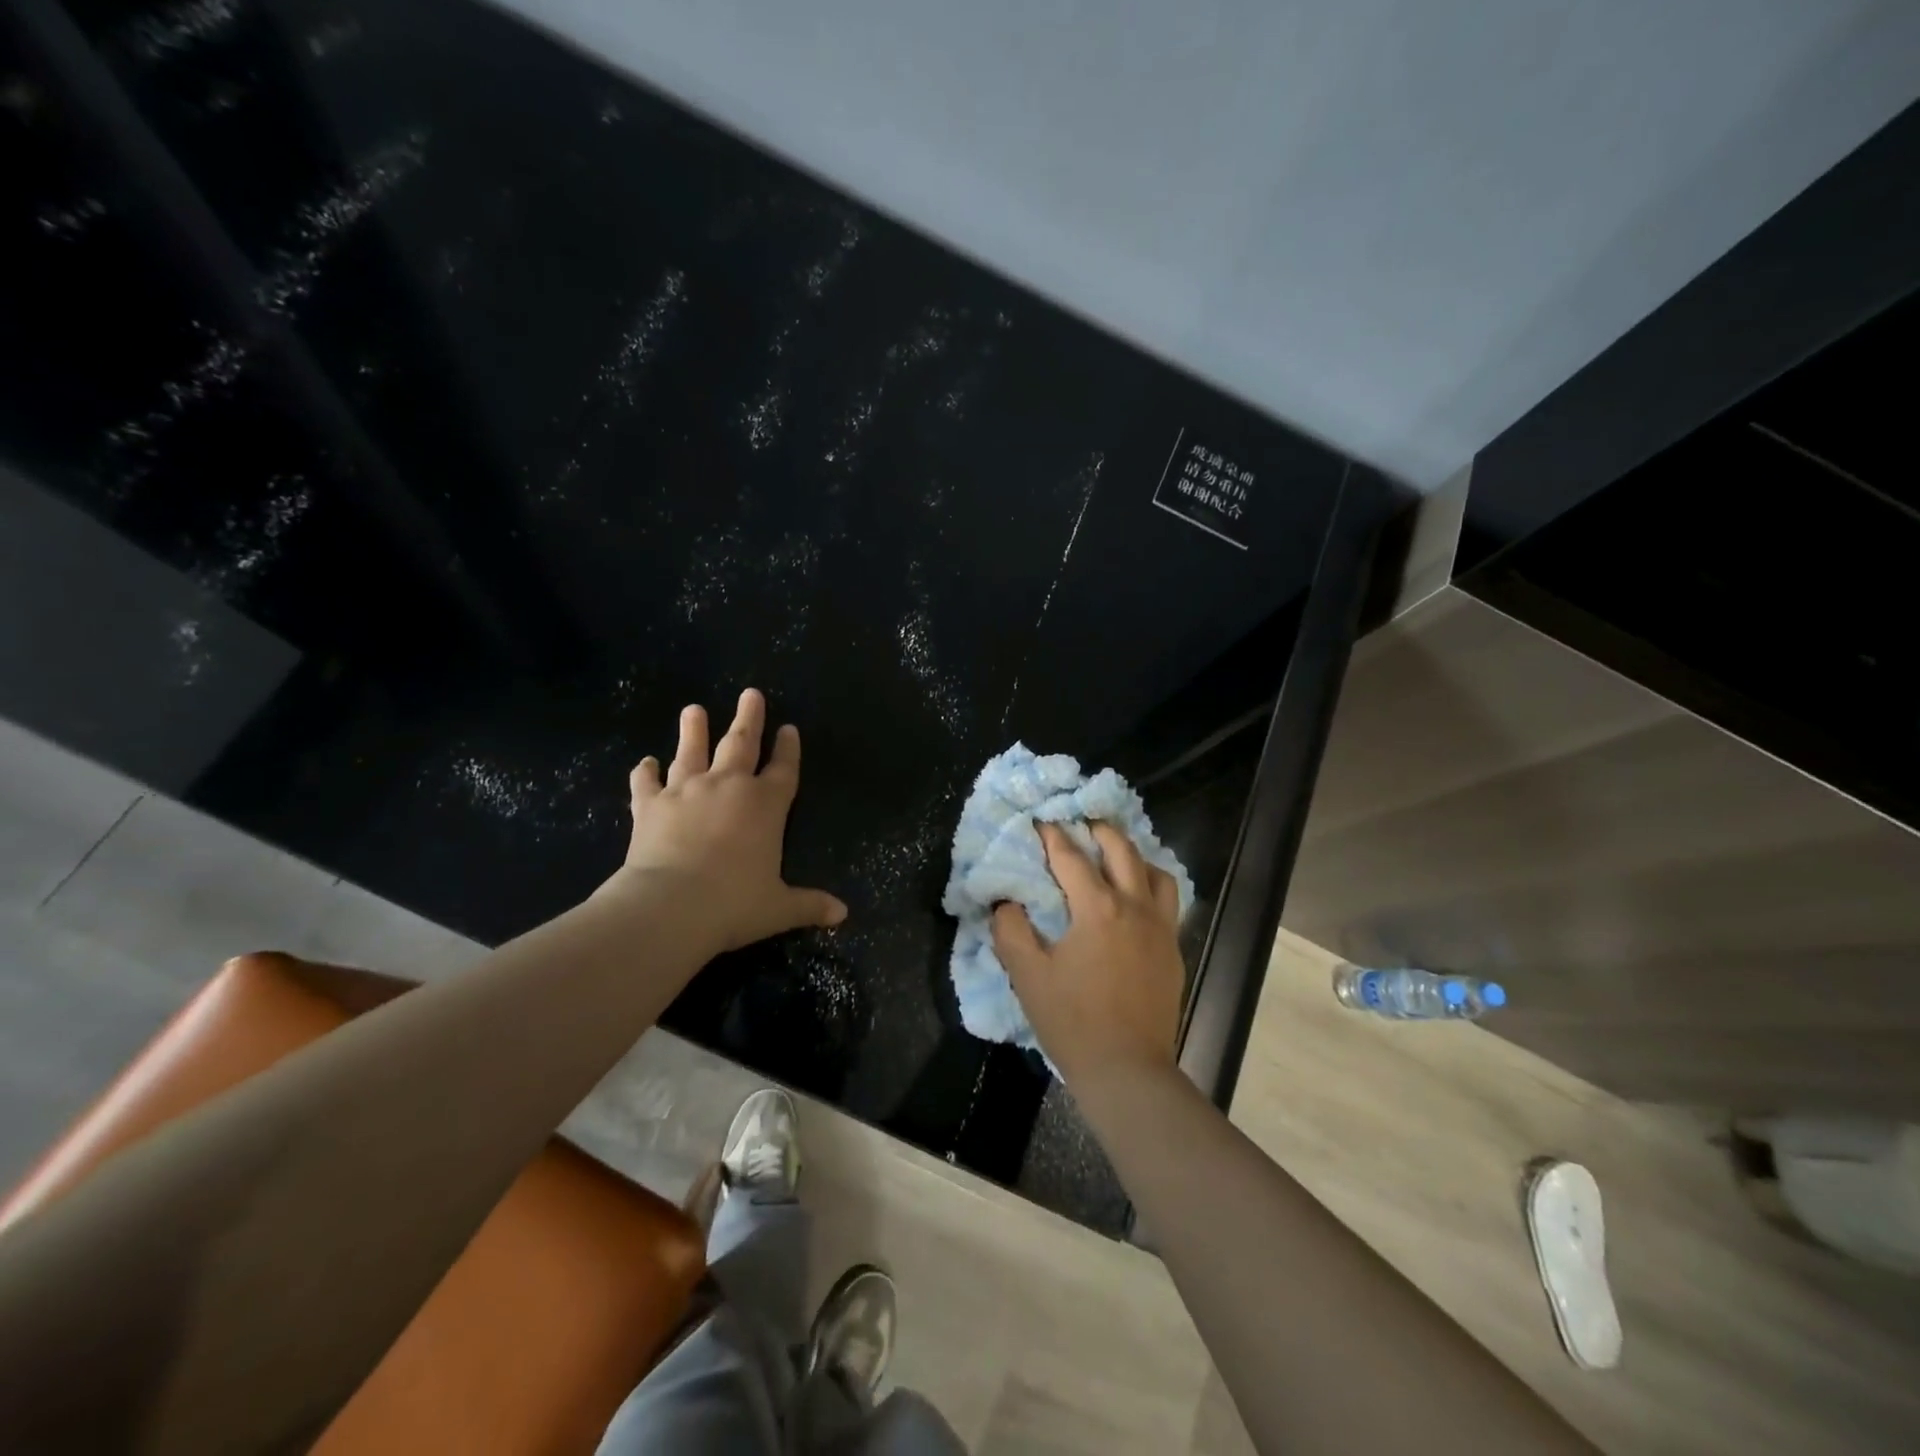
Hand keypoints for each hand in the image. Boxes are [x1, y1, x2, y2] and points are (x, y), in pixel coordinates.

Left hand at [603, 688, 846, 952]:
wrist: (670, 906)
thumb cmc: (734, 904)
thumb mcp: (779, 908)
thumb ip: (809, 905)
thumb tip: (843, 915)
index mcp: (766, 805)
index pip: (783, 769)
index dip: (788, 748)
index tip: (788, 728)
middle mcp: (728, 787)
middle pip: (741, 743)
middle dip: (749, 718)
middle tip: (750, 694)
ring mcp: (687, 791)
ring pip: (692, 751)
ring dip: (694, 730)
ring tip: (693, 710)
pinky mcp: (650, 804)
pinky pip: (647, 782)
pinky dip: (645, 772)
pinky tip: (645, 763)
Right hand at [991, 821, 1183, 1086]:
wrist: (1128, 1071)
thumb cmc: (1072, 1022)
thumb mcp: (1027, 975)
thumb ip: (1011, 930)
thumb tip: (1007, 902)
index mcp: (1098, 909)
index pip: (1071, 857)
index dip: (1052, 836)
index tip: (1041, 820)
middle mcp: (1135, 907)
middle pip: (1122, 850)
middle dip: (1099, 830)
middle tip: (1081, 822)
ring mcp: (1160, 928)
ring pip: (1155, 872)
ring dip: (1133, 855)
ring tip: (1113, 857)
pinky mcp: (1173, 950)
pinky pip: (1167, 901)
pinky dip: (1150, 886)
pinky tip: (1135, 899)